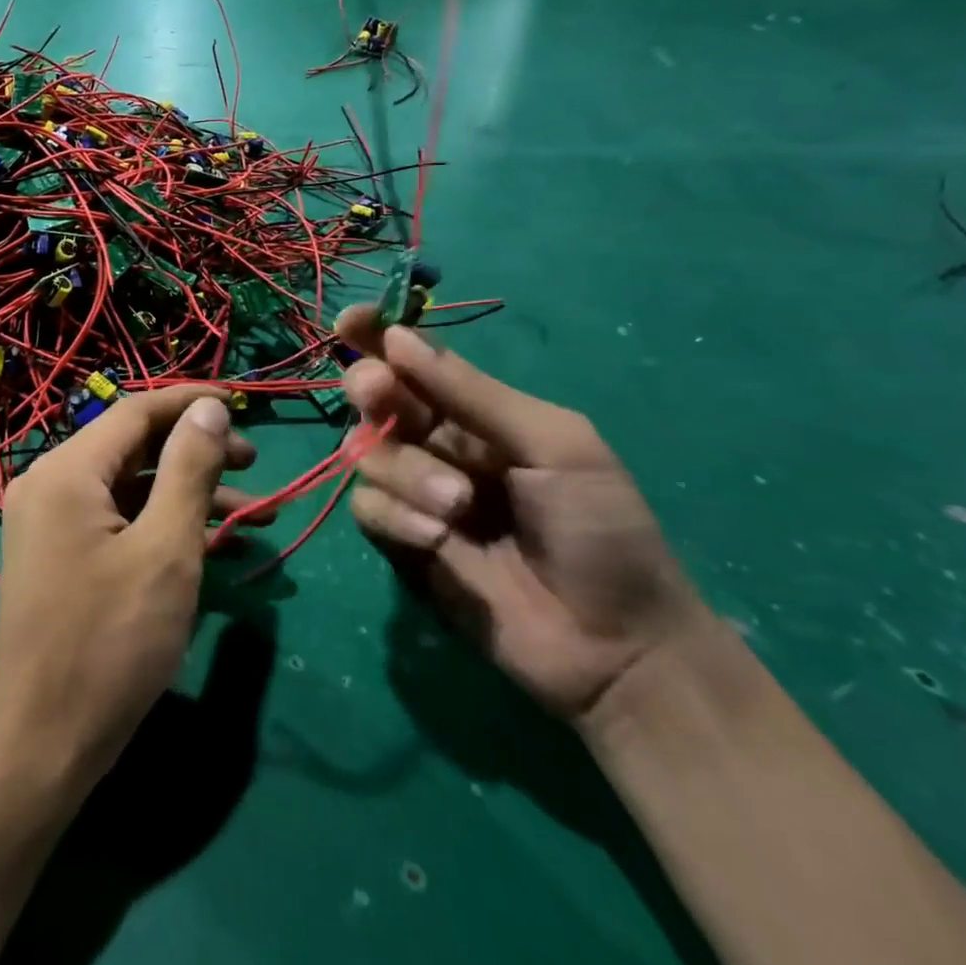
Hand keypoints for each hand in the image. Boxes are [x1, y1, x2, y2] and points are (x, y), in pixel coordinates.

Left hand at [0, 388, 260, 790]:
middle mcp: (51, 484)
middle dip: (196, 452)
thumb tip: (208, 407)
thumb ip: (190, 469)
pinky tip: (213, 547)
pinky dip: (162, 526)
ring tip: (254, 512)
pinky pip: (117, 522)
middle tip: (253, 463)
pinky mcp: (60, 557)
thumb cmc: (110, 642)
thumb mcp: (166, 549)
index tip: (242, 403)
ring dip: (187, 494)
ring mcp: (51, 523)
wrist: (40, 744)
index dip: (191, 402)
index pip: (136, 411)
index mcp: (67, 470)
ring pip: (130, 487)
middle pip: (133, 447)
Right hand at [336, 307, 707, 723]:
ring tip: (458, 506)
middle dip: (371, 389)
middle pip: (373, 394)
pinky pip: (365, 506)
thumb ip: (473, 393)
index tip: (350, 322)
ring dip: (403, 470)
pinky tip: (439, 539)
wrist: (614, 643)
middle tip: (382, 394)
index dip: (376, 335)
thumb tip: (398, 337)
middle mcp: (435, 442)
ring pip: (364, 451)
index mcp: (475, 411)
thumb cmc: (601, 528)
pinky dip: (396, 516)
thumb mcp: (553, 444)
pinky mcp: (399, 539)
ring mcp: (413, 491)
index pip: (412, 360)